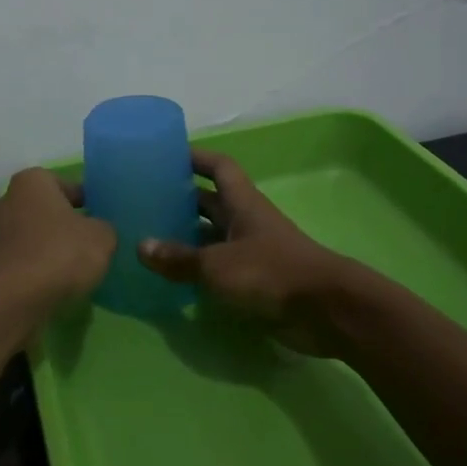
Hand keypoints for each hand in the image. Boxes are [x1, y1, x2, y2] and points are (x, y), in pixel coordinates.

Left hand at [0, 169, 116, 312]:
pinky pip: (24, 259)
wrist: (14, 300)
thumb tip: (98, 230)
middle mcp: (8, 200)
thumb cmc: (60, 254)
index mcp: (32, 181)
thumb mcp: (102, 237)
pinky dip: (39, 267)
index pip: (66, 184)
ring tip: (77, 267)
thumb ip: (104, 227)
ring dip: (52, 247)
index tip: (102, 218)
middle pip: (46, 209)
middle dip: (66, 224)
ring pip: (34, 235)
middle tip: (91, 242)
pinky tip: (57, 283)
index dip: (87, 200)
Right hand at [138, 149, 351, 355]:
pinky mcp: (256, 279)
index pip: (218, 167)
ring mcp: (252, 250)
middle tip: (145, 202)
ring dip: (187, 236)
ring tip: (149, 238)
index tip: (166, 155)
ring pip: (213, 235)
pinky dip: (198, 268)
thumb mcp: (217, 265)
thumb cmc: (271, 272)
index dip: (195, 157)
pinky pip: (219, 266)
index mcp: (242, 203)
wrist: (325, 310)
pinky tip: (172, 276)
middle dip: (181, 199)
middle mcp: (246, 221)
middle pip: (211, 201)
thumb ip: (179, 258)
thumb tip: (141, 247)